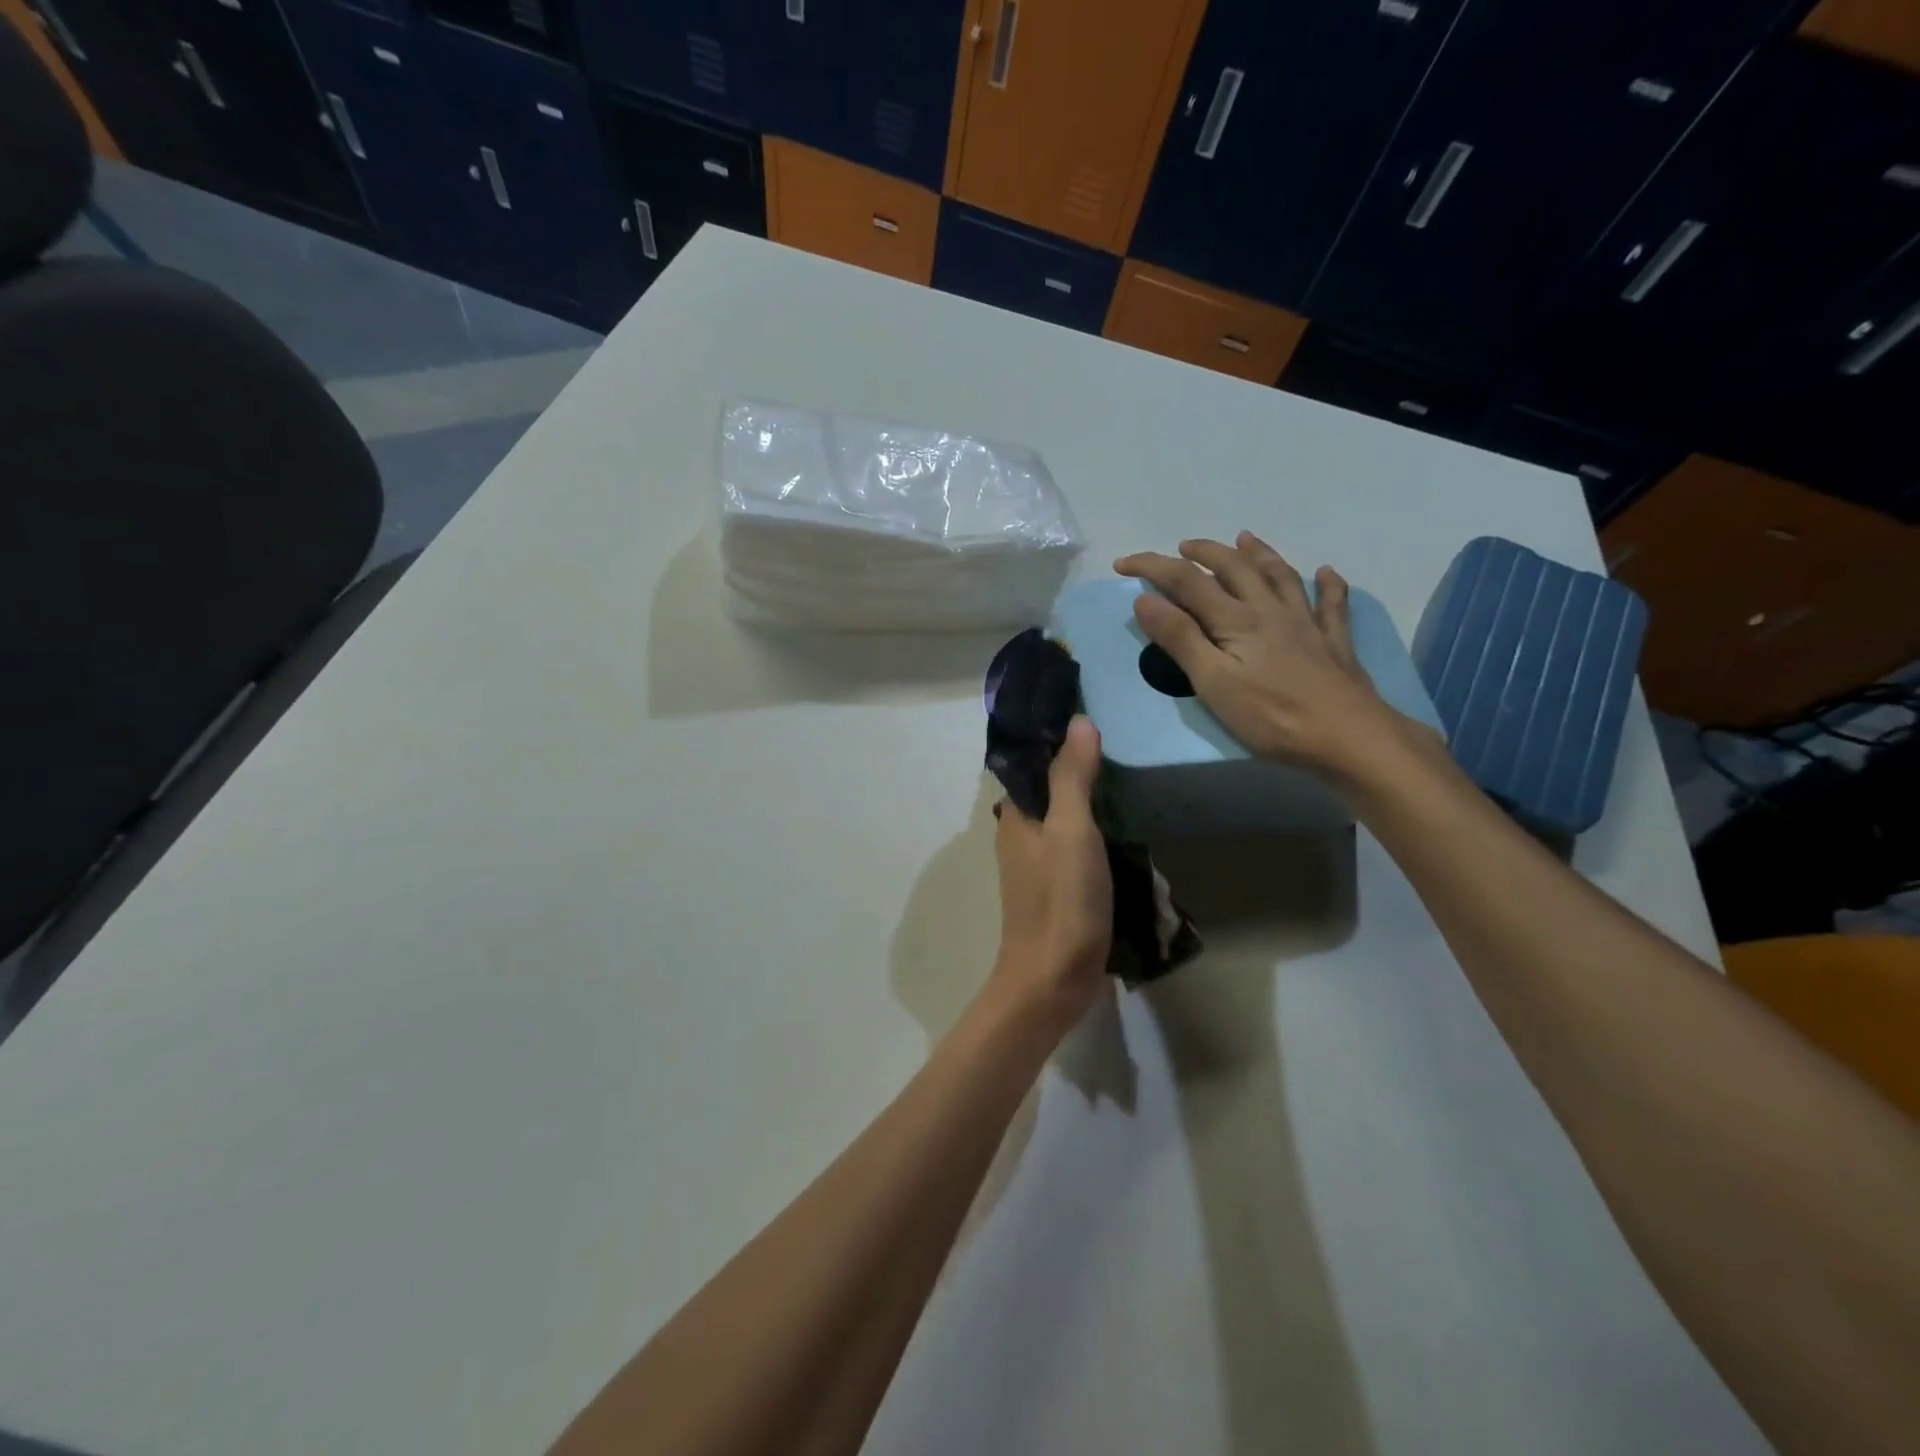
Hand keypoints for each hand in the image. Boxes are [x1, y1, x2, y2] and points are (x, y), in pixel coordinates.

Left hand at [992, 716, 1112, 1026]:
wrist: (1054, 981)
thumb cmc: (1061, 900)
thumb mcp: (1071, 830)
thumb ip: (1072, 777)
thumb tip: (1079, 721)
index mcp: (1016, 816)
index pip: (1034, 765)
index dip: (1060, 743)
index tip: (1098, 722)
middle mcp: (1022, 837)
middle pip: (1055, 794)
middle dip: (1088, 778)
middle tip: (1129, 758)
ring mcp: (1040, 868)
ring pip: (1071, 826)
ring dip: (1100, 813)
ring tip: (1138, 793)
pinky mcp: (1061, 893)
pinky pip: (1082, 855)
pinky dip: (1104, 845)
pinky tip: (1133, 843)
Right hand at [1114, 532, 1405, 778]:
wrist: (1348, 737)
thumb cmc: (1272, 716)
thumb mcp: (1212, 682)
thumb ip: (1179, 638)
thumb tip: (1145, 599)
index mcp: (1235, 619)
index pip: (1186, 580)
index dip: (1152, 566)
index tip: (1123, 564)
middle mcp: (1269, 609)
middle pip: (1233, 567)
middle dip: (1203, 552)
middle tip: (1182, 547)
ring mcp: (1306, 622)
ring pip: (1279, 575)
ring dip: (1258, 553)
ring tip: (1243, 538)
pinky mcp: (1333, 642)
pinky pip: (1332, 604)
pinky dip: (1328, 584)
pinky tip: (1327, 573)